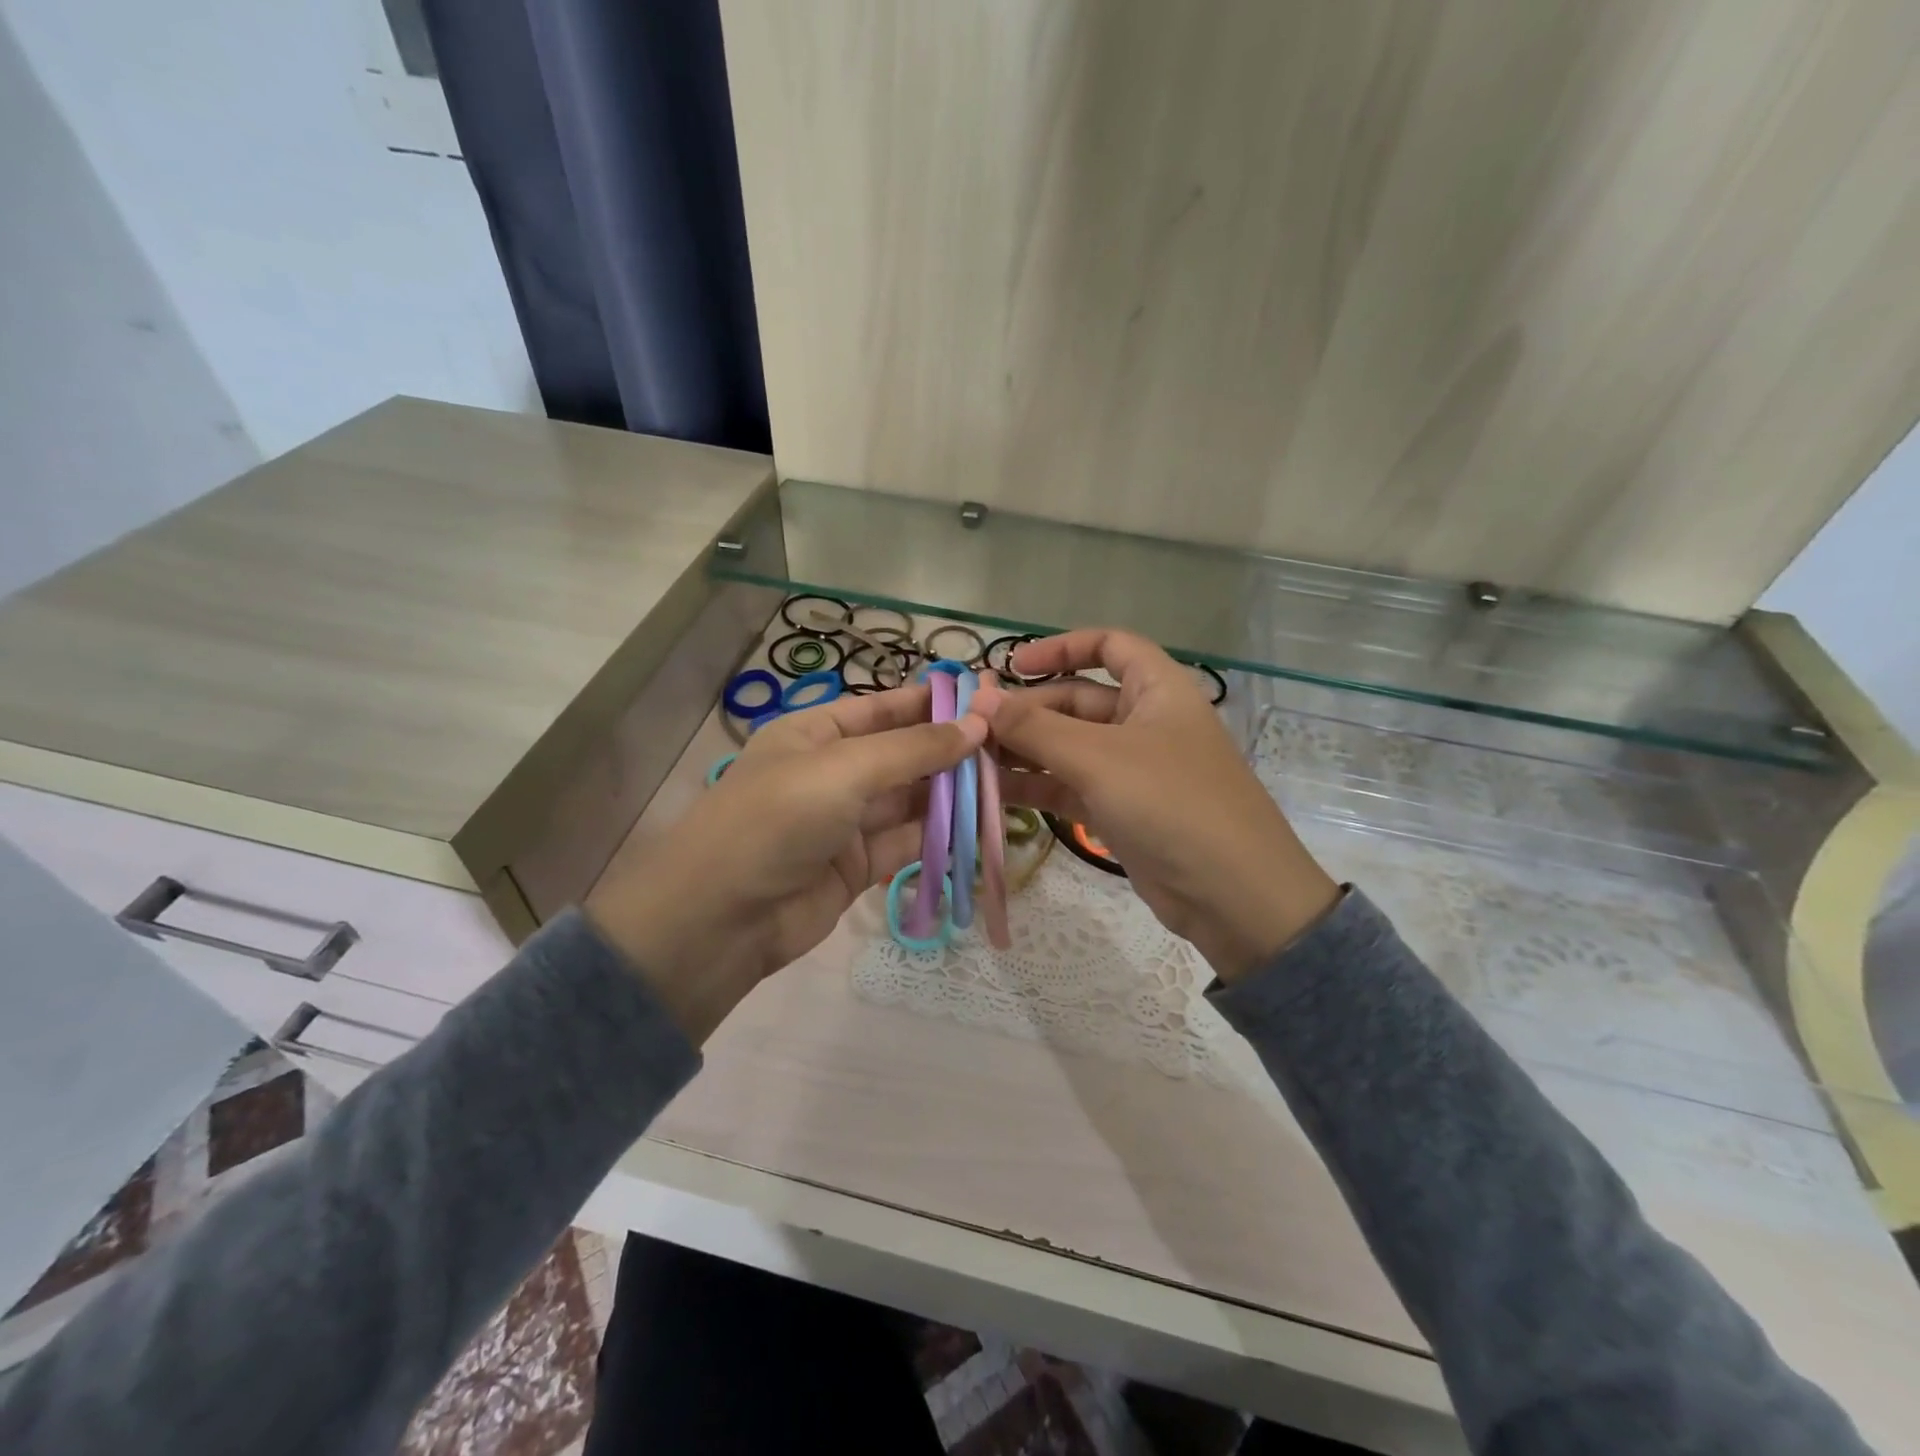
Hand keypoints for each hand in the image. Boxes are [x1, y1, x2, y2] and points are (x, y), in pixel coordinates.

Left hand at [586, 683, 985, 1041]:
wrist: (722, 919)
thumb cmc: (777, 819)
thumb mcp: (844, 771)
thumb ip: (913, 750)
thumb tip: (977, 725)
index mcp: (815, 734)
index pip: (882, 709)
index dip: (930, 703)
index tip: (984, 700)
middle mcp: (832, 773)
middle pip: (902, 754)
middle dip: (950, 750)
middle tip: (1011, 746)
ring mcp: (846, 821)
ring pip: (911, 799)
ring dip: (953, 794)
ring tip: (1008, 784)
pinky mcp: (859, 866)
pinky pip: (908, 842)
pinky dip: (941, 836)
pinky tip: (980, 827)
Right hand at [972, 630, 1339, 981]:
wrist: (1233, 896)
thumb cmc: (1172, 804)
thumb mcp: (1099, 758)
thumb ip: (1035, 728)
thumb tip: (978, 701)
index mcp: (1157, 690)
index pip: (1110, 646)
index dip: (1061, 647)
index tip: (1011, 665)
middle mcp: (1145, 722)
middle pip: (1077, 701)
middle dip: (1028, 711)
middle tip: (974, 727)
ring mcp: (1132, 769)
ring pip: (1069, 747)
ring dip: (1024, 751)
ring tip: (972, 759)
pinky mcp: (1121, 810)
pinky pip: (1070, 786)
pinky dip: (1037, 785)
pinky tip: (994, 791)